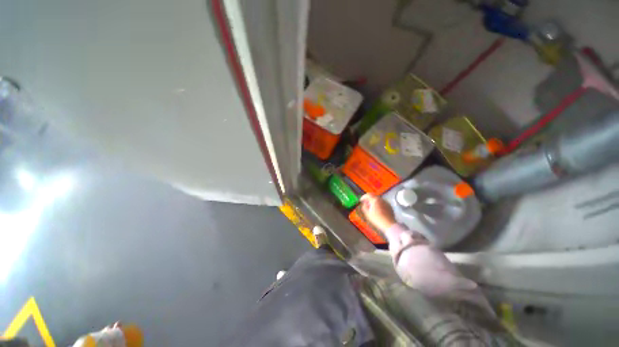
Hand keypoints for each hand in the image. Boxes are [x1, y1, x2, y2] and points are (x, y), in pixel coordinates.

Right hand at [360, 194, 396, 232]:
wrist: (389, 224)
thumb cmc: (377, 219)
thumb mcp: (367, 214)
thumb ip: (364, 207)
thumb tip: (364, 203)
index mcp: (375, 200)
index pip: (368, 195)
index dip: (363, 197)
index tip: (361, 200)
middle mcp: (381, 199)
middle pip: (373, 196)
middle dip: (369, 199)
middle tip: (366, 204)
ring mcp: (386, 202)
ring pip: (378, 200)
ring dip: (374, 202)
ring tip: (372, 208)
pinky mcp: (390, 206)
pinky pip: (383, 203)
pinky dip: (379, 204)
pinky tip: (379, 210)